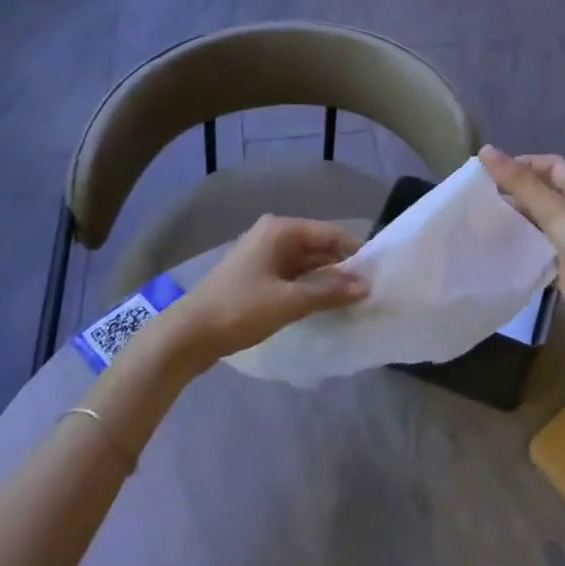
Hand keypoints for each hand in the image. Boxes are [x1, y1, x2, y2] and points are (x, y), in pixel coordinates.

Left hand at [160, 215, 367, 368]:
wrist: (186, 336)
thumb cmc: (240, 309)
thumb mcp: (289, 301)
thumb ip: (329, 291)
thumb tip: (366, 285)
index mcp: (281, 229)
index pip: (330, 233)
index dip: (354, 252)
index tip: (378, 272)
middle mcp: (273, 234)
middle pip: (318, 246)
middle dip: (341, 267)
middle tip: (368, 290)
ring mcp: (263, 255)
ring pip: (305, 263)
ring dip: (325, 280)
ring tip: (351, 300)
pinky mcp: (256, 276)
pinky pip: (292, 275)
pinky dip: (308, 287)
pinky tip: (323, 305)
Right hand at [481, 145, 564, 341]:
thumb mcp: (557, 212)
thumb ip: (522, 184)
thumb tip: (486, 151)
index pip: (552, 166)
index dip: (526, 163)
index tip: (495, 172)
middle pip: (543, 192)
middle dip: (516, 191)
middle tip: (482, 196)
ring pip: (538, 221)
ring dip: (516, 218)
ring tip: (484, 218)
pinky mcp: (562, 265)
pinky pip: (537, 247)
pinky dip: (519, 243)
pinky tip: (497, 245)